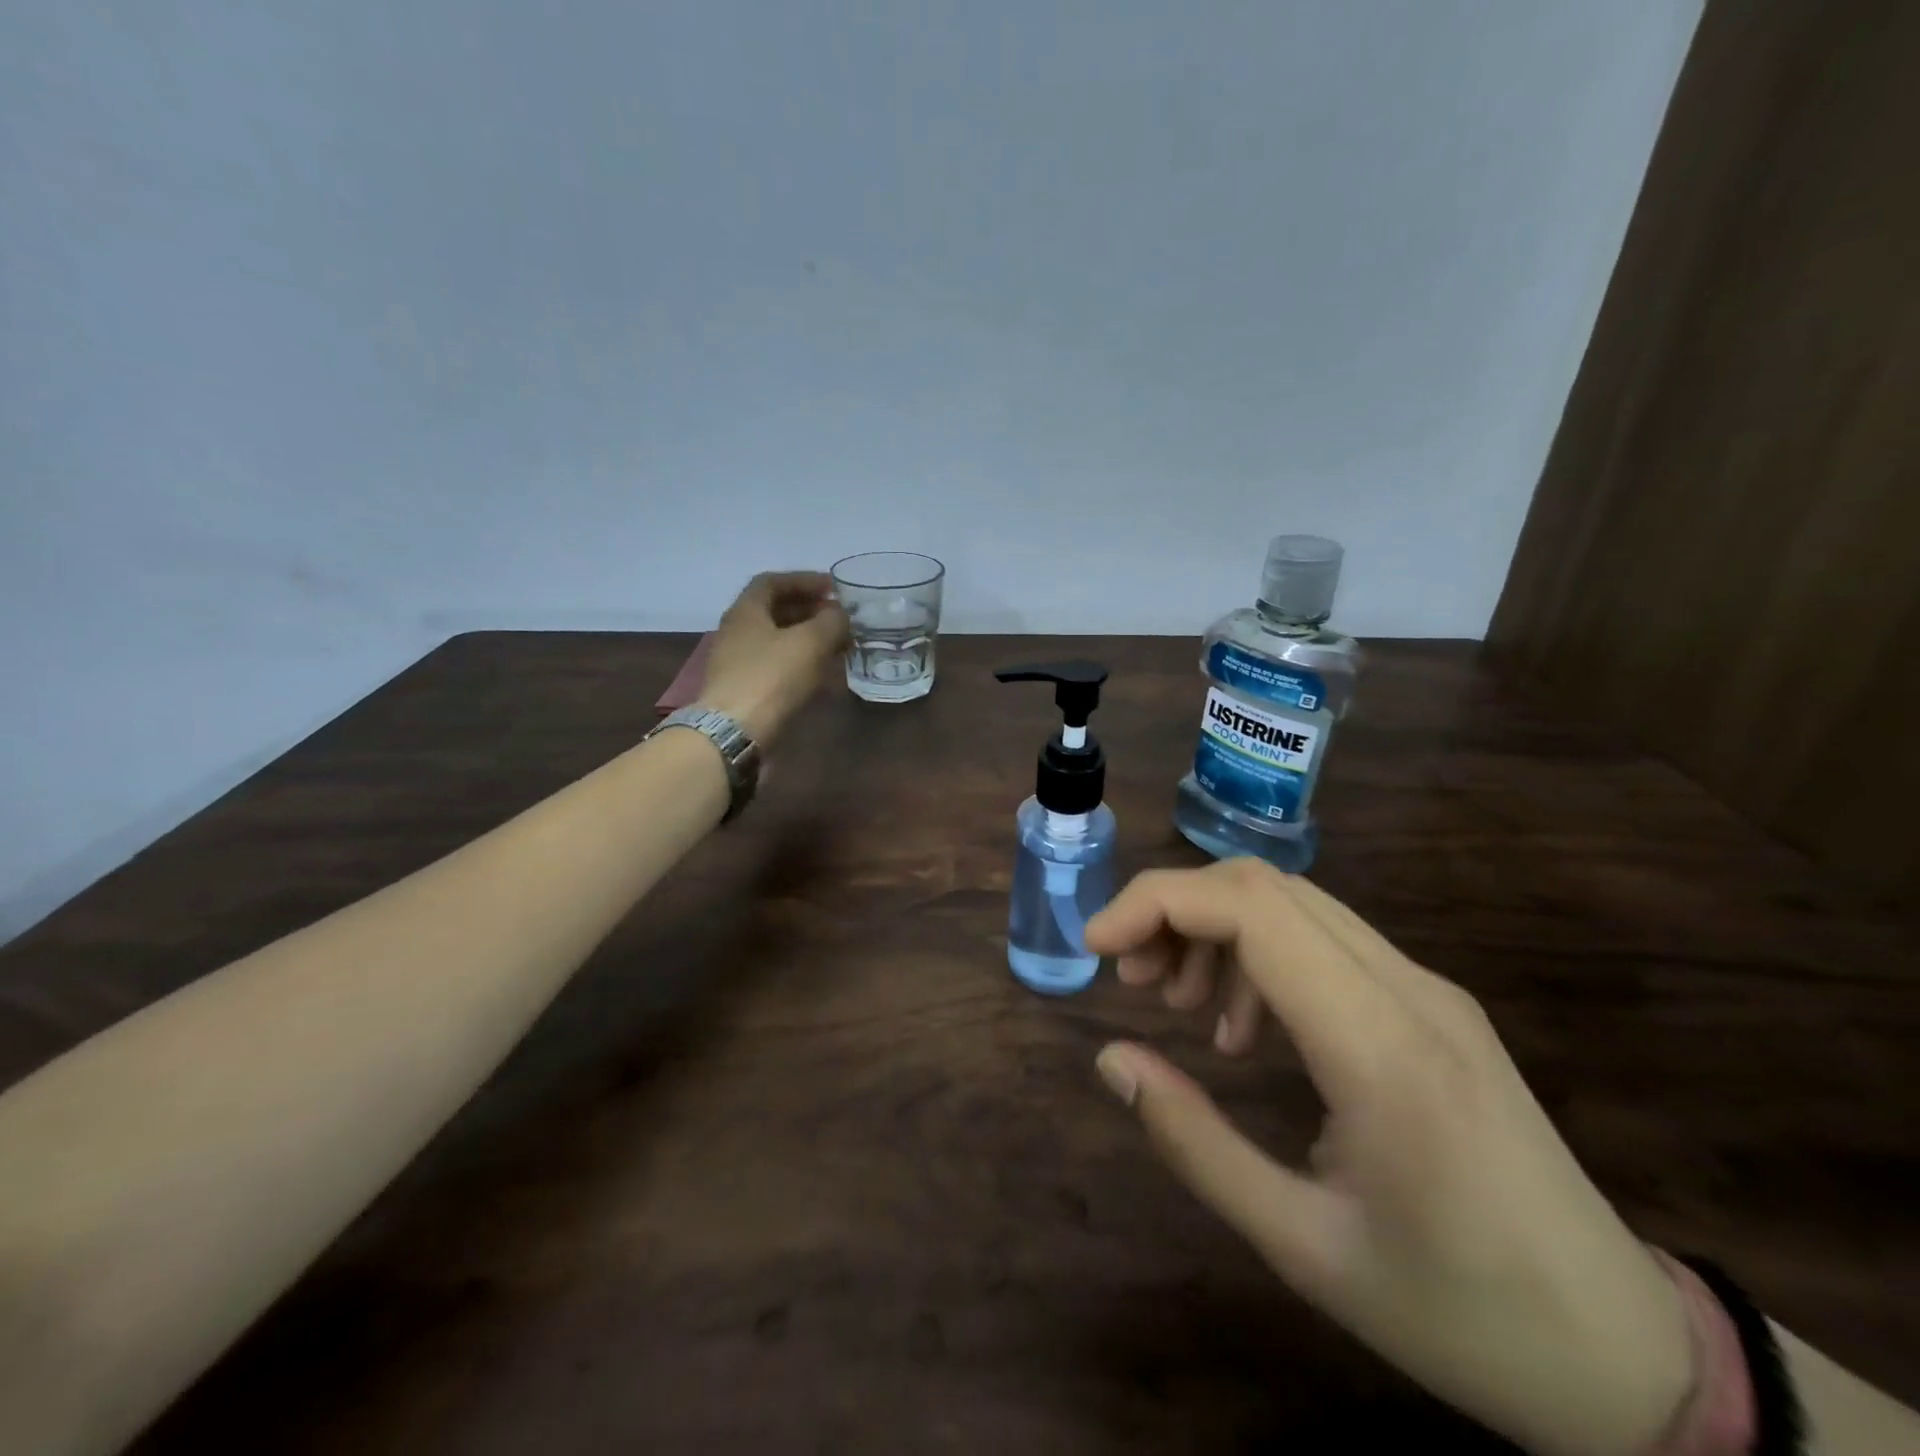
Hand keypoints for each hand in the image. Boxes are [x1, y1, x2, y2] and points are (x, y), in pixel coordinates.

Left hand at [700, 571, 848, 745]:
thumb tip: (840, 615)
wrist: (735, 732)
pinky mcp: (746, 690)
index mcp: (746, 611)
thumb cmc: (771, 677)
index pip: (773, 582)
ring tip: (839, 647)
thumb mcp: (810, 642)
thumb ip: (831, 621)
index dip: (804, 580)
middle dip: (811, 612)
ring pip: (779, 642)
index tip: (834, 588)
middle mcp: (738, 632)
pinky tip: (823, 676)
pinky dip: (802, 665)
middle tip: (840, 619)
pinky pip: (778, 667)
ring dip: (809, 640)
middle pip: (776, 612)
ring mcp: (739, 663)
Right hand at [1087, 860, 1694, 1455]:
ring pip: (1294, 904)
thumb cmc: (1457, 1313)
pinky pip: (1325, 941)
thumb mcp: (1301, 1245)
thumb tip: (1112, 1057)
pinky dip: (1257, 956)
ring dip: (1215, 931)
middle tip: (1129, 977)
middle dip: (1175, 909)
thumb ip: (1193, 1142)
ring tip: (1177, 1005)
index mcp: (1380, 1047)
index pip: (1250, 909)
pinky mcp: (1433, 1003)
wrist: (1628, 1353)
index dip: (1156, 903)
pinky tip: (1243, 1028)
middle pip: (1266, 885)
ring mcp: (1428, 988)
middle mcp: (1408, 989)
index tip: (1097, 946)